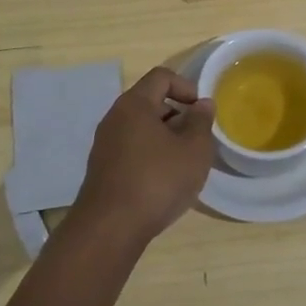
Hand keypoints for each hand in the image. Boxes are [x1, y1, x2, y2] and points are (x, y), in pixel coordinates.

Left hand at [72, 67, 215, 247]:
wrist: (110, 228)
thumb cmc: (157, 180)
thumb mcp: (194, 150)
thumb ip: (201, 122)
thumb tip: (202, 104)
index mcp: (134, 104)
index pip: (161, 77)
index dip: (186, 87)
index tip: (202, 111)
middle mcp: (114, 117)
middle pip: (150, 102)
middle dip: (178, 115)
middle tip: (197, 139)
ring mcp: (105, 144)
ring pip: (141, 128)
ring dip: (165, 138)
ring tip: (184, 163)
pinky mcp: (103, 168)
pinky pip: (131, 149)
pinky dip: (151, 155)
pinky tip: (164, 181)